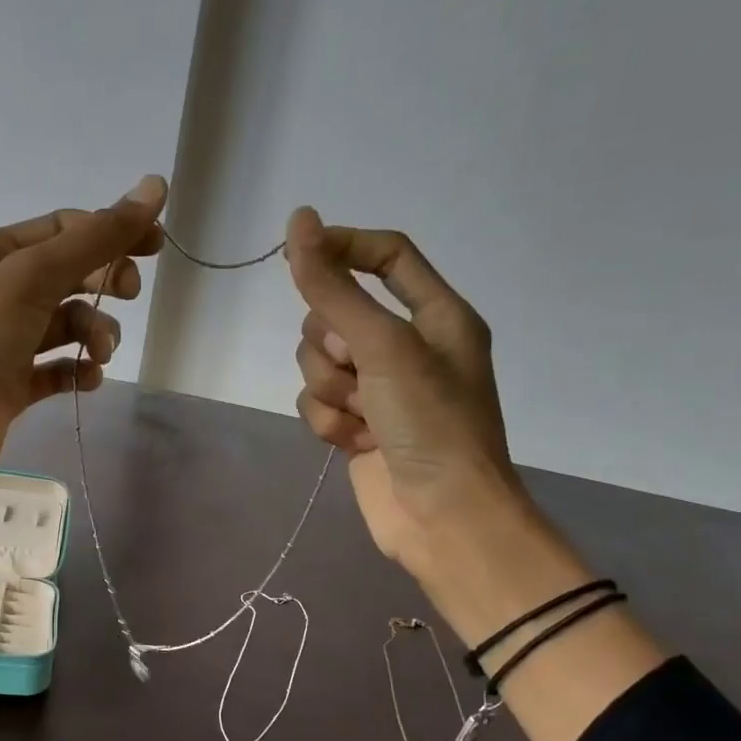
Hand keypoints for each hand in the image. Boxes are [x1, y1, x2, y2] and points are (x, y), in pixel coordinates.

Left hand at [0, 176, 166, 503]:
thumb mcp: (31, 278)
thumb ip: (94, 238)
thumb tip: (154, 187)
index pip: (61, 230)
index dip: (110, 232)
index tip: (156, 246)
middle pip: (66, 276)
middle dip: (102, 283)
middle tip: (128, 295)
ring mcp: (1, 342)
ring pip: (64, 325)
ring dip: (93, 333)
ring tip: (99, 353)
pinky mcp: (9, 386)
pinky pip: (55, 369)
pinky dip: (77, 371)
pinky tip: (88, 379)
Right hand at [286, 207, 520, 570]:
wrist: (441, 519)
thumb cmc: (431, 424)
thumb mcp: (384, 347)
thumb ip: (335, 289)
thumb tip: (300, 222)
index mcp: (436, 315)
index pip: (387, 256)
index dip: (342, 249)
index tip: (298, 257)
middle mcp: (407, 346)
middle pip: (337, 314)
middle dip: (332, 346)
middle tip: (359, 372)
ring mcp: (380, 389)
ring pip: (319, 363)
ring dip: (331, 391)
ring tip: (363, 418)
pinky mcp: (357, 425)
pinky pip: (318, 403)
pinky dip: (329, 423)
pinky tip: (355, 444)